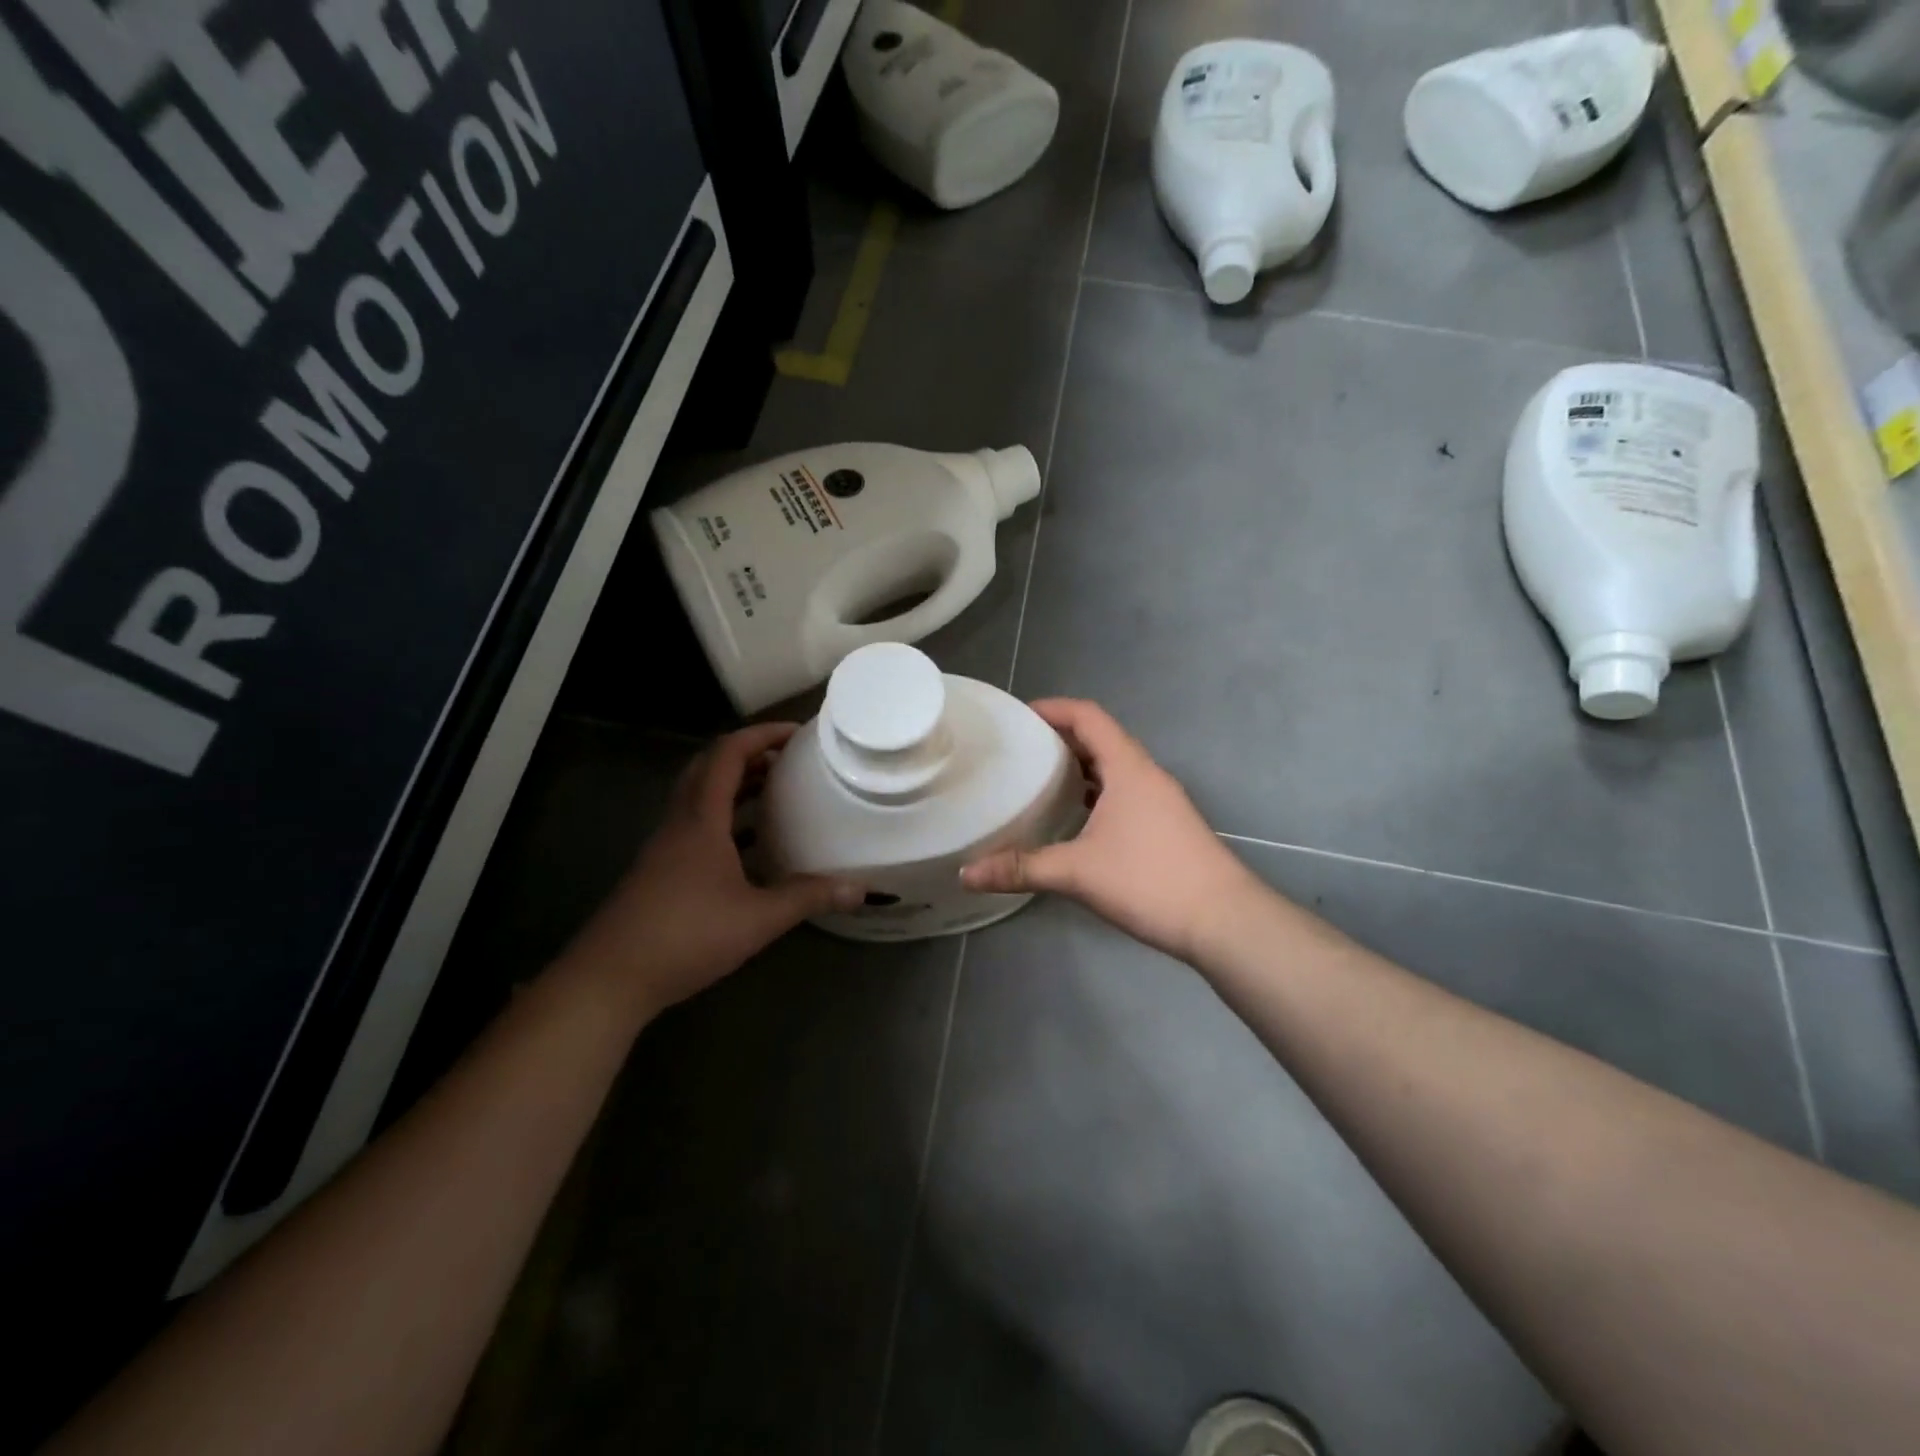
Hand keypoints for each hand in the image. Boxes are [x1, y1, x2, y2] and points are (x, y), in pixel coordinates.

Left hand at [563, 723, 863, 1018]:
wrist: (610, 979)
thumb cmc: (686, 936)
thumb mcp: (757, 918)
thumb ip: (808, 898)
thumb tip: (861, 889)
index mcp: (701, 819)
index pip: (727, 754)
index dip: (761, 735)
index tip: (797, 733)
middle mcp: (680, 823)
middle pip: (709, 768)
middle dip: (750, 755)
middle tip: (788, 760)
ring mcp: (665, 847)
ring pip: (700, 797)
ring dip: (735, 785)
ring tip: (775, 791)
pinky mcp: (660, 871)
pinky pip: (695, 825)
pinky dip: (724, 819)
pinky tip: (749, 846)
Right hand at [960, 700, 1262, 963]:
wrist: (1224, 921)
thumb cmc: (1150, 881)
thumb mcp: (1078, 872)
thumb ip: (1020, 868)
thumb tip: (966, 872)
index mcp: (1128, 768)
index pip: (1088, 716)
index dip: (1053, 708)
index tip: (1018, 716)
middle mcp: (1147, 775)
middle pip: (1101, 739)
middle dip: (1061, 738)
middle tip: (1020, 750)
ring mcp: (1161, 801)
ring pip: (1114, 769)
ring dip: (1080, 768)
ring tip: (1040, 780)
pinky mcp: (1167, 826)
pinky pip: (1124, 794)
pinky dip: (1096, 794)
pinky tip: (1076, 820)